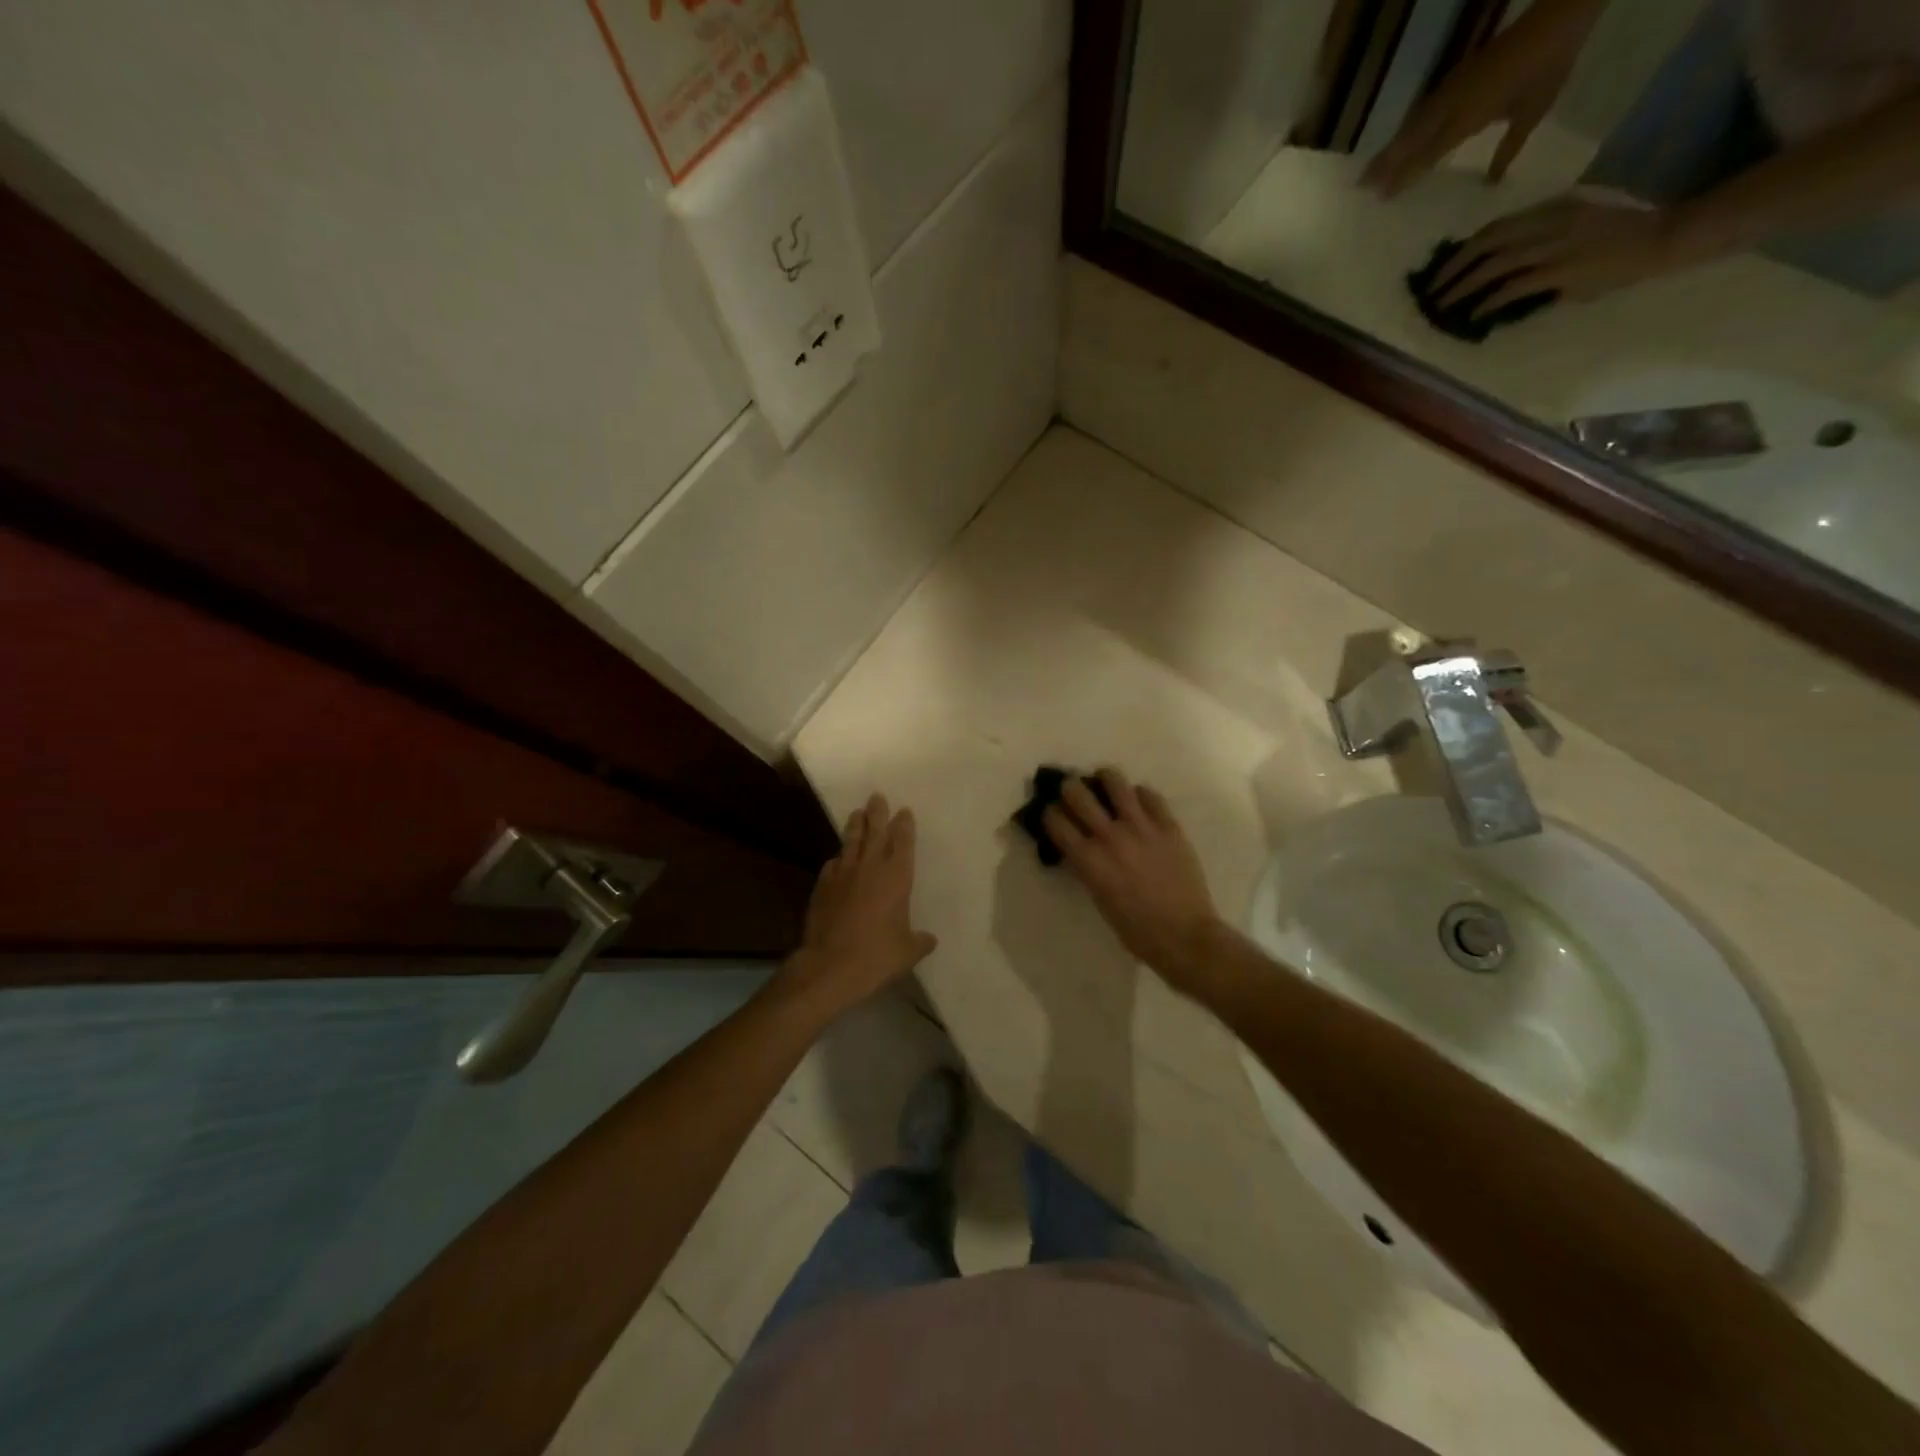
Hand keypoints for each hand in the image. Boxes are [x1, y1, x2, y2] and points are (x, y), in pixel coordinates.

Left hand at [779, 794, 936, 1017]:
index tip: (904, 811)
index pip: (903, 842)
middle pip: (875, 832)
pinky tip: (837, 859)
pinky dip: (838, 858)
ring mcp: (843, 874)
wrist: (830, 965)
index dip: (904, 825)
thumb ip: (920, 941)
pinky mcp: (823, 886)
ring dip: (855, 826)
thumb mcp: (908, 951)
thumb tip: (930, 940)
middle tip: (877, 797)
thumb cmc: (877, 955)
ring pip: (851, 842)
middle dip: (877, 813)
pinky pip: (832, 864)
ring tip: (857, 813)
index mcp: (897, 877)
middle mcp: (870, 868)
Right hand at [1041, 768, 1224, 996]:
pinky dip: (1139, 794)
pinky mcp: (1168, 825)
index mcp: (1089, 859)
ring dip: (1104, 779)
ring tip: (1105, 783)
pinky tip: (1138, 802)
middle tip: (1072, 791)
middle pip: (1078, 794)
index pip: (1056, 821)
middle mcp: (1110, 836)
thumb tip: (1079, 847)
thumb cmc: (1136, 929)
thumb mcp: (1099, 898)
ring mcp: (1141, 827)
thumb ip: (1087, 868)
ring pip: (1115, 782)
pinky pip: (1150, 795)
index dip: (1049, 813)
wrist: (1184, 935)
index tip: (1050, 812)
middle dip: (1069, 788)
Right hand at [1363, 0, 1600, 196]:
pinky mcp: (1455, 78)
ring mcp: (1451, 88)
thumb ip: (1508, 148)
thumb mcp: (1533, 112)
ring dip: (1391, 148)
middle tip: (1360, 186)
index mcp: (1467, 117)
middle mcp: (1451, 105)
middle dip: (1385, 164)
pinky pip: (1423, 110)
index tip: (1382, 197)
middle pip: (1410, 140)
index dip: (1403, 177)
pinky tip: (1400, 141)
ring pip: (1412, 125)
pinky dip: (1407, 130)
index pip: (1426, 155)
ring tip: (1371, 169)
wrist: (1558, 15)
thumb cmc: (1548, 66)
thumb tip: (1491, 181)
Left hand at [1428, 196, 1686, 317]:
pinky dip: (1489, 301)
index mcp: (1551, 210)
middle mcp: (1549, 223)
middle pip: (1487, 242)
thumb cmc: (1618, 237)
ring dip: (1463, 287)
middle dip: (1453, 267)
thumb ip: (1539, 241)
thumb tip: (1502, 270)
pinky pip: (1514, 287)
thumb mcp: (1575, 226)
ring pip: (1494, 265)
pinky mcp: (1560, 272)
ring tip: (1442, 306)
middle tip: (1431, 289)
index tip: (1446, 267)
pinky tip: (1474, 314)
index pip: (1497, 227)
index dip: (1466, 248)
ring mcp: (1554, 247)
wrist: (1661, 237)